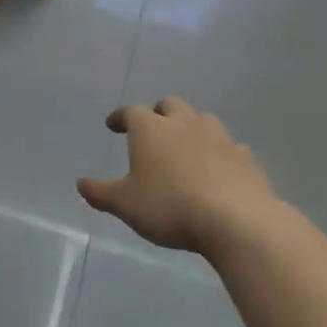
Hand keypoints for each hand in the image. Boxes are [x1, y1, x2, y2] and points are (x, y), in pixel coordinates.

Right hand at [78, 98, 277, 254]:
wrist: (235, 220)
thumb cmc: (169, 207)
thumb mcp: (125, 205)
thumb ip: (101, 193)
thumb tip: (81, 184)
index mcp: (151, 130)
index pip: (131, 112)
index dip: (120, 116)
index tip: (113, 125)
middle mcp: (184, 124)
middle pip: (170, 105)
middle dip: (159, 113)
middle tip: (152, 129)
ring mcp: (219, 137)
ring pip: (202, 119)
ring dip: (190, 127)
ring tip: (184, 146)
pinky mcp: (245, 157)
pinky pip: (228, 146)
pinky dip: (218, 152)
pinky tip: (216, 169)